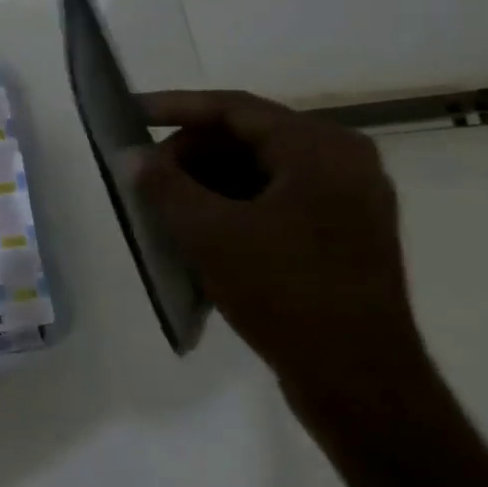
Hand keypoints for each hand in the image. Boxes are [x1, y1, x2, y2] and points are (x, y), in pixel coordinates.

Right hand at [136, 90, 431, 420]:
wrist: (358, 380)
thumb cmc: (284, 292)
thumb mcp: (209, 234)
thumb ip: (163, 185)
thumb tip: (130, 154)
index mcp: (320, 148)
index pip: (234, 108)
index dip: (175, 107)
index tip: (129, 113)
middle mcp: (342, 161)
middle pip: (247, 137)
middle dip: (190, 154)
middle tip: (145, 177)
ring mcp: (347, 199)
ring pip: (258, 170)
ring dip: (206, 182)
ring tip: (165, 208)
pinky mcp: (341, 233)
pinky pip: (274, 199)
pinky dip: (232, 205)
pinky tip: (199, 231)